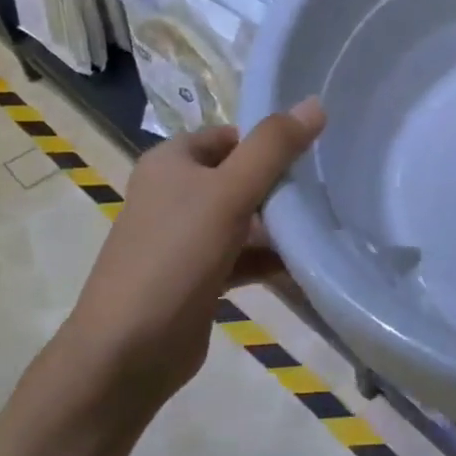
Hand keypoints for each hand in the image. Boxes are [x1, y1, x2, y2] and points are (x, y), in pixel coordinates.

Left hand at [60, 99, 325, 404]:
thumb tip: (316, 103)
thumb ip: (274, 147)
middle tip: (327, 192)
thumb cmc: (175, 257)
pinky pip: (243, 256)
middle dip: (282, 186)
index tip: (313, 158)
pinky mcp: (198, 275)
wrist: (127, 352)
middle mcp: (175, 193)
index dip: (270, 143)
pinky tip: (307, 265)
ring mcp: (186, 238)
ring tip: (327, 226)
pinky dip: (271, 258)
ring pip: (245, 218)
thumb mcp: (229, 192)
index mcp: (172, 162)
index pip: (231, 135)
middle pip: (242, 176)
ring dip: (281, 225)